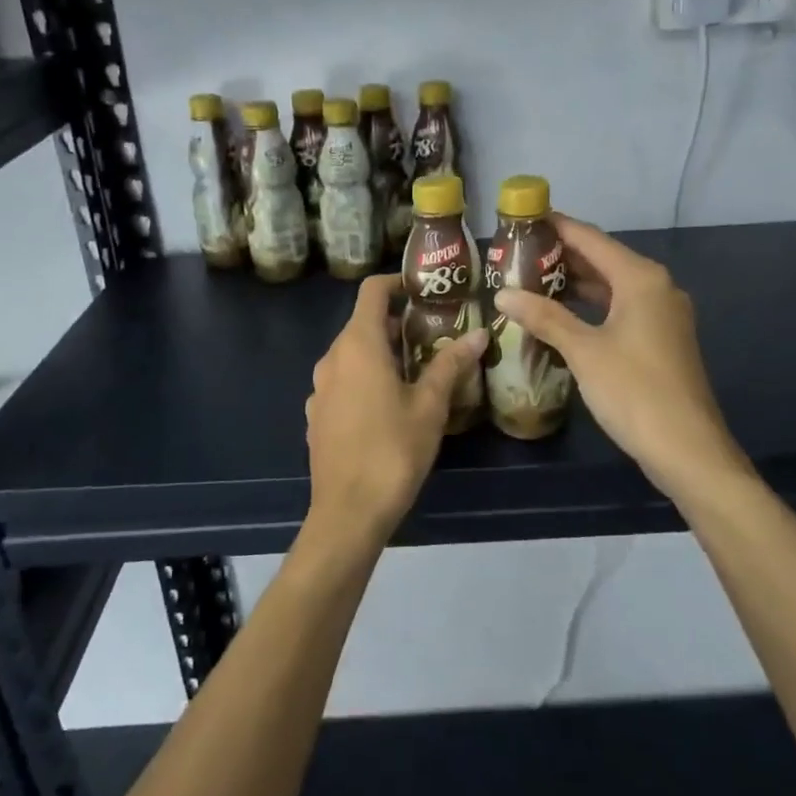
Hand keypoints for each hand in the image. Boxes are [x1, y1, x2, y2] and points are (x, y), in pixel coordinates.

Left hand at [304, 274, 487, 544]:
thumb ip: (450, 364)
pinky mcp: (316, 414)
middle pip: (363, 322)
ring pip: (352, 353)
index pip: (372, 291)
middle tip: (434, 333)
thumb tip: (479, 334)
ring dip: (382, 351)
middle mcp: (332, 358)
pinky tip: (389, 403)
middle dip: (397, 322)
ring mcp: (319, 388)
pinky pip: (343, 381)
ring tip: (418, 367)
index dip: (397, 282)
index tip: (424, 289)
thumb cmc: (393, 450)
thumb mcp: (430, 405)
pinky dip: (365, 377)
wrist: (348, 512)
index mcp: (358, 345)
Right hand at [493, 215, 747, 501]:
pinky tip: (562, 315)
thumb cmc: (635, 391)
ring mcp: (662, 314)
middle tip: (517, 254)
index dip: (556, 227)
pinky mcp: (662, 339)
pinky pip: (620, 308)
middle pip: (602, 259)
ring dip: (575, 283)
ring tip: (530, 280)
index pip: (590, 238)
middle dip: (561, 256)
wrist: (688, 449)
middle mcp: (656, 287)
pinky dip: (591, 306)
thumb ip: (545, 317)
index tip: (522, 219)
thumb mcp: (584, 351)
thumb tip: (504, 294)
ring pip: (612, 286)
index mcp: (640, 278)